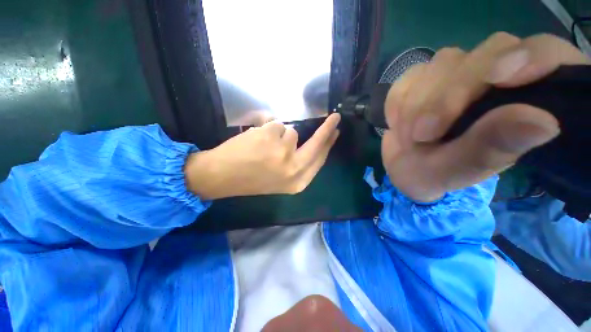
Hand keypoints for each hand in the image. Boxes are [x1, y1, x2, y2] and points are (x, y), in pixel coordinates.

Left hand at [185, 113, 340, 199]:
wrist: (222, 176)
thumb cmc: (251, 178)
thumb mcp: (280, 179)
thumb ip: (298, 163)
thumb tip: (311, 142)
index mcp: (297, 182)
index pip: (320, 159)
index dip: (329, 144)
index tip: (336, 131)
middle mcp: (294, 168)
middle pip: (317, 144)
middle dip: (327, 130)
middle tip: (334, 118)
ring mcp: (283, 152)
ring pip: (292, 132)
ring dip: (279, 135)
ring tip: (263, 145)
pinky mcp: (272, 137)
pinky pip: (277, 125)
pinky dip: (267, 129)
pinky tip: (255, 140)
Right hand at [382, 33, 590, 201]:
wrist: (402, 166)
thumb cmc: (436, 173)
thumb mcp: (461, 169)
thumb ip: (492, 146)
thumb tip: (543, 122)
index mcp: (524, 101)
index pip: (546, 54)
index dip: (531, 56)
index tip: (500, 79)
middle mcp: (494, 77)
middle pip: (488, 52)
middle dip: (450, 95)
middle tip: (425, 135)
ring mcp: (455, 73)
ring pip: (442, 64)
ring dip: (417, 106)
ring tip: (410, 138)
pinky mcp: (421, 78)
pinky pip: (407, 78)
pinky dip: (397, 103)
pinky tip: (397, 123)